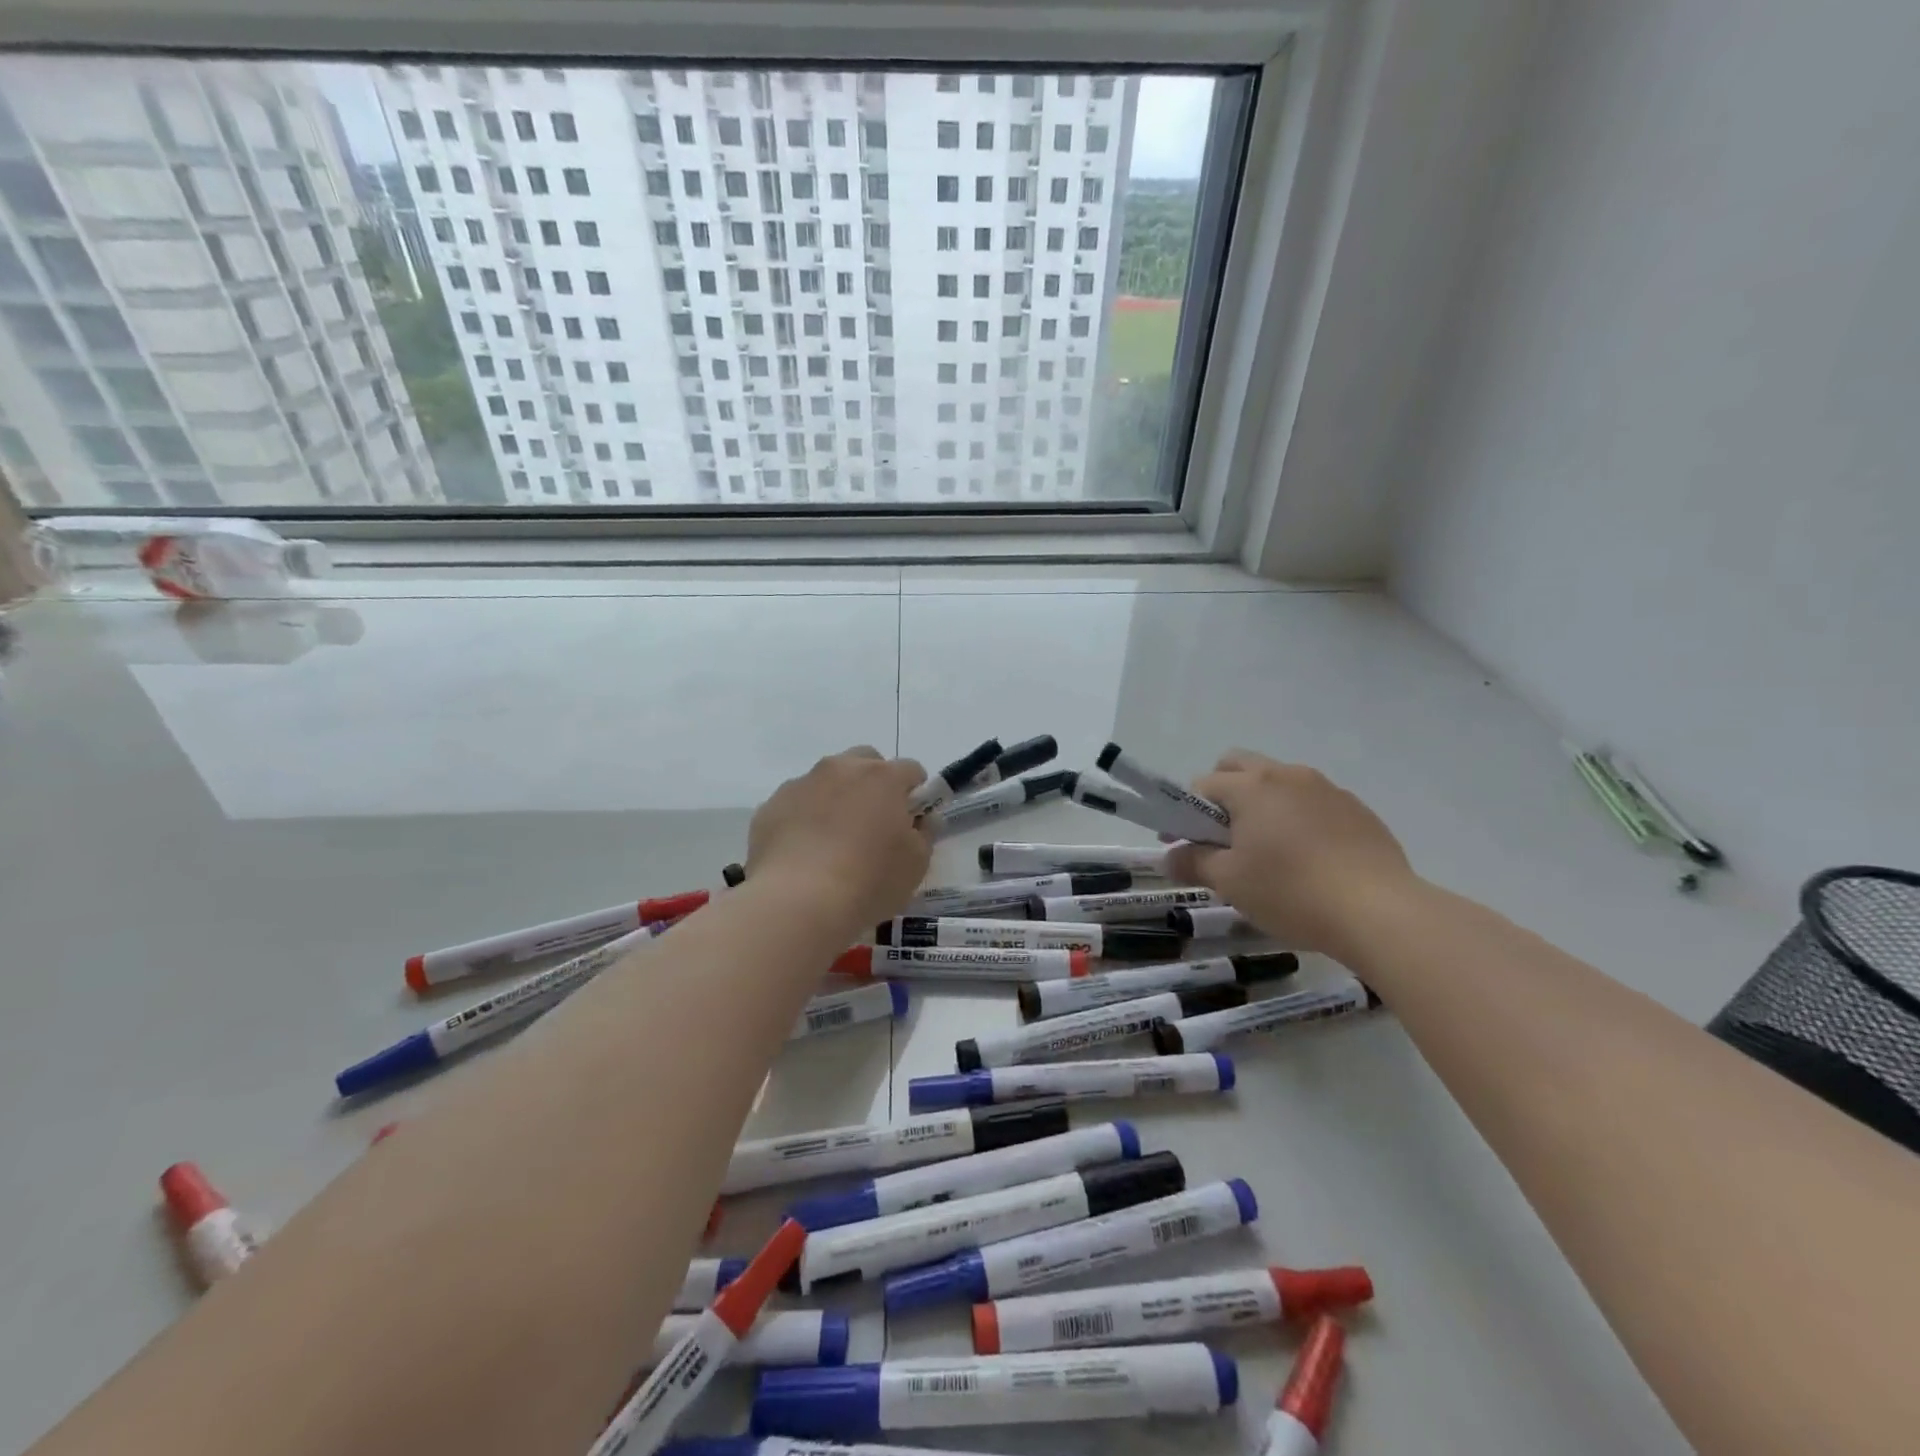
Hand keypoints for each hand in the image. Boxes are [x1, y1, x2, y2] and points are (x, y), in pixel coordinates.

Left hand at [747, 747, 931, 930]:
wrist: (797, 902)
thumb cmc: (869, 881)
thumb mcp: (916, 864)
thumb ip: (925, 833)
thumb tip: (925, 818)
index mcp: (883, 777)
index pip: (911, 770)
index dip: (915, 793)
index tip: (911, 820)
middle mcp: (842, 768)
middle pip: (866, 761)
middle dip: (874, 783)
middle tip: (873, 823)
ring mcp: (802, 783)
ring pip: (827, 779)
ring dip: (837, 797)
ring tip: (833, 841)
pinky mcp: (771, 805)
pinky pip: (797, 802)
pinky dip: (804, 817)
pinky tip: (804, 851)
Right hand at [1165, 750, 1415, 958]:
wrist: (1379, 912)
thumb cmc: (1291, 892)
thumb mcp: (1230, 883)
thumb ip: (1193, 863)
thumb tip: (1169, 857)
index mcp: (1252, 786)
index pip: (1203, 785)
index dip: (1186, 814)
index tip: (1185, 845)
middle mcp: (1288, 775)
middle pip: (1240, 765)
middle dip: (1223, 792)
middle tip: (1225, 837)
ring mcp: (1327, 789)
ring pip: (1280, 782)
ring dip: (1263, 804)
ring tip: (1269, 850)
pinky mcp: (1357, 809)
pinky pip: (1314, 802)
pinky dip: (1299, 818)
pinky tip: (1309, 859)